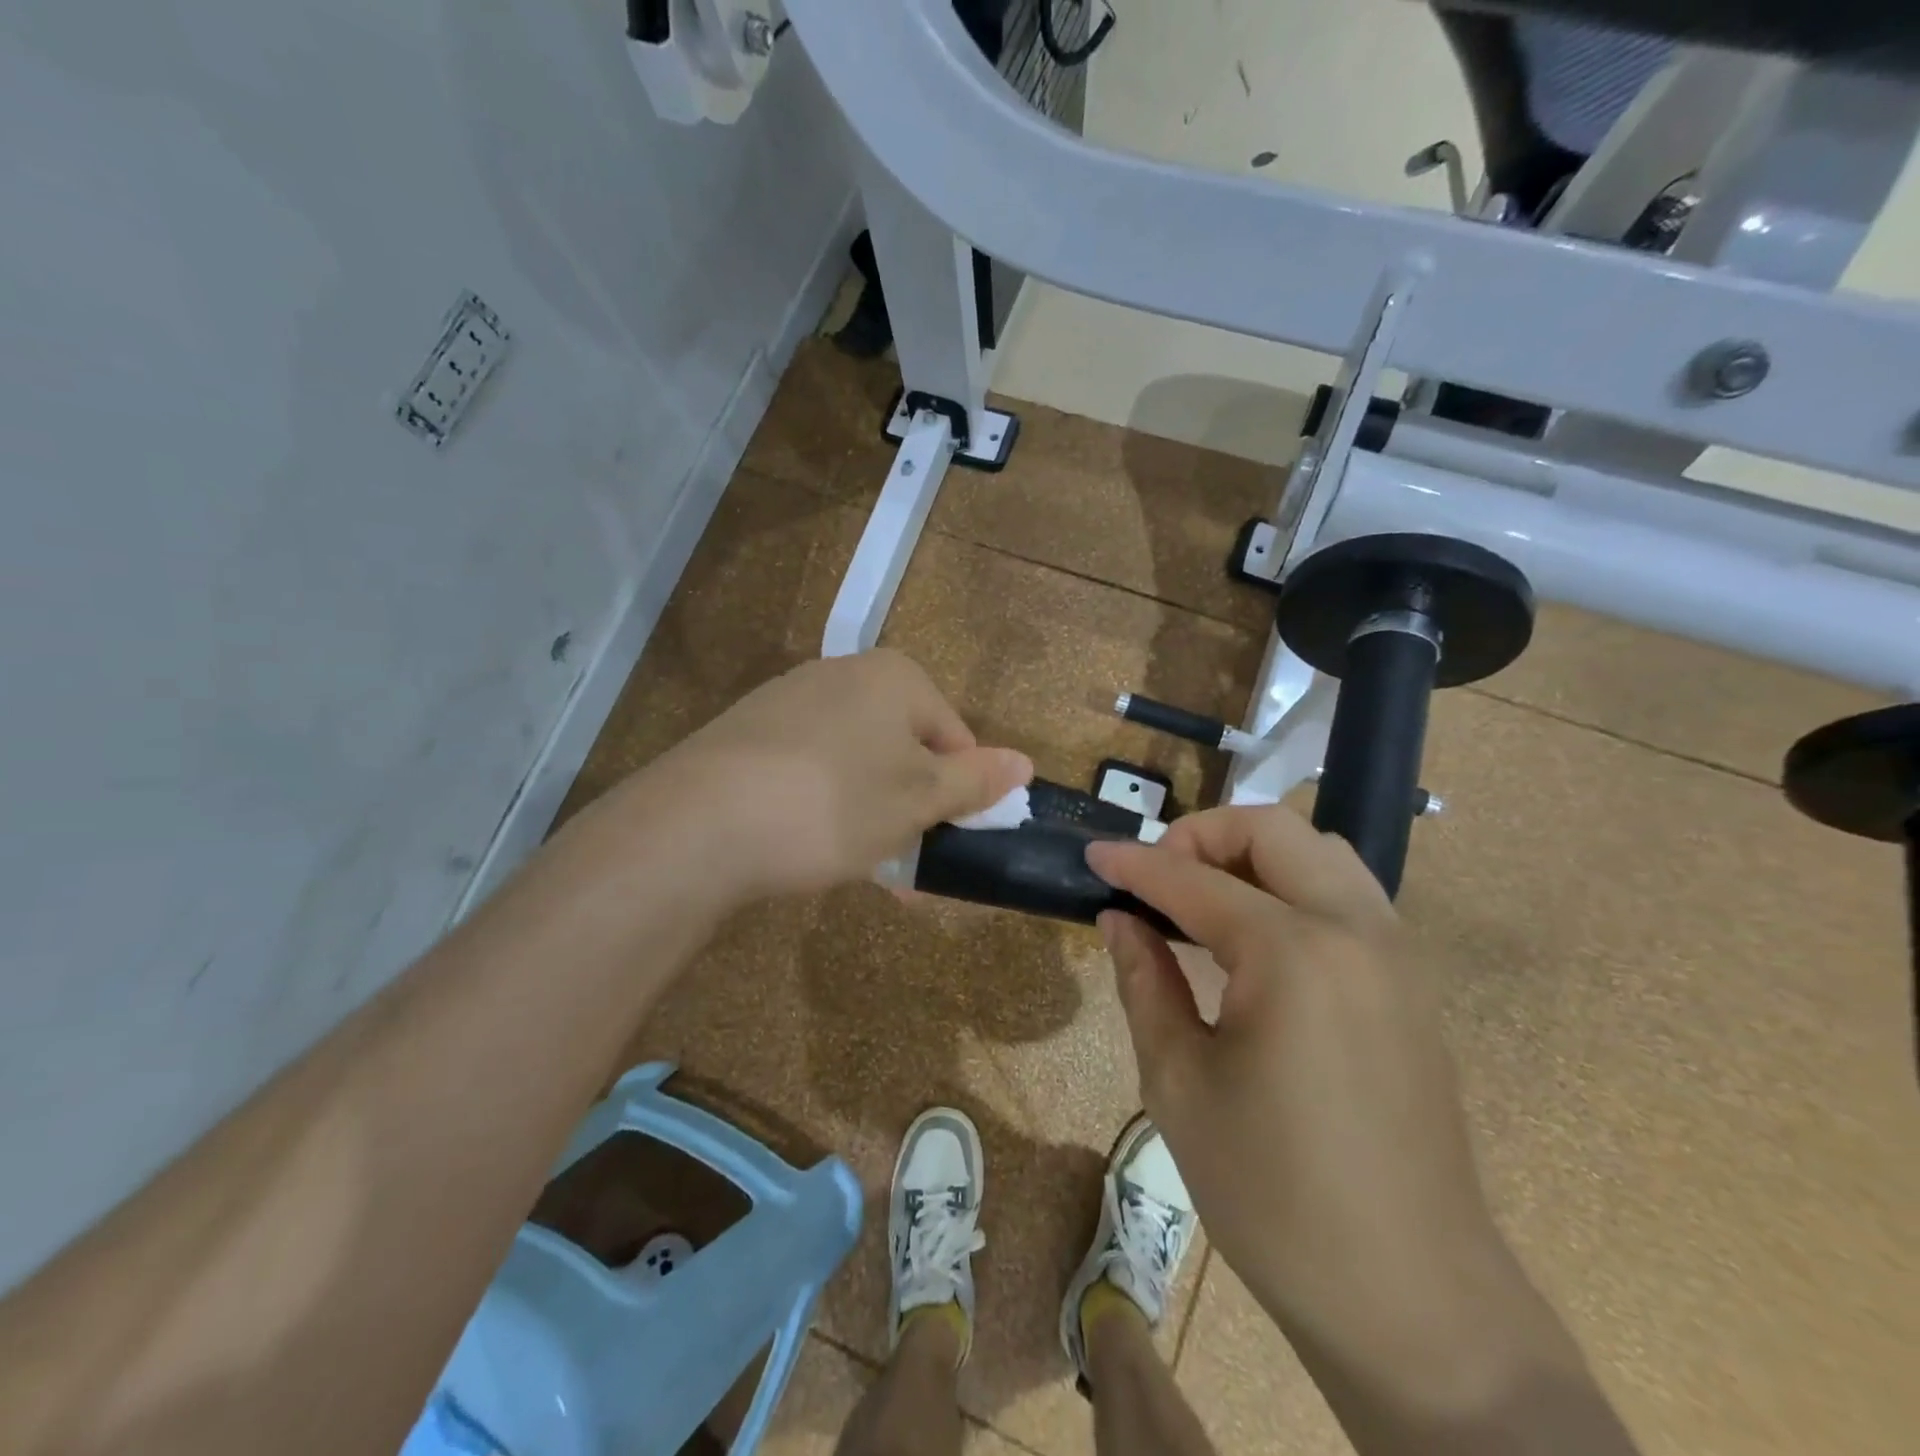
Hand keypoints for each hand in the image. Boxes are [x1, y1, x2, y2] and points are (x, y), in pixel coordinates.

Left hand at [638, 650, 1031, 903]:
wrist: (698, 824)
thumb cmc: (833, 804)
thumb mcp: (918, 800)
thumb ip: (976, 780)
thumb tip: (1026, 762)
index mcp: (894, 677)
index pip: (954, 736)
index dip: (960, 793)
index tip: (948, 844)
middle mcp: (843, 674)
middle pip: (904, 748)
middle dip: (912, 809)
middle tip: (907, 866)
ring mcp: (790, 700)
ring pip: (857, 763)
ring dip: (872, 814)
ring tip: (861, 864)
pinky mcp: (750, 733)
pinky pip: (811, 769)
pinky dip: (824, 806)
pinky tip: (810, 845)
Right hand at [1086, 808, 1565, 1411]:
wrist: (1412, 1298)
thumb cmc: (1274, 1194)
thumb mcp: (1179, 1084)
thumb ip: (1145, 981)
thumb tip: (1118, 919)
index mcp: (1294, 954)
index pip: (1194, 880)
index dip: (1134, 864)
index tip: (1092, 855)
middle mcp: (1355, 930)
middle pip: (1273, 830)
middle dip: (1201, 836)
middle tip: (1154, 879)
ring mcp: (1395, 952)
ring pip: (1319, 851)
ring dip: (1252, 854)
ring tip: (1200, 900)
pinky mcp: (1411, 982)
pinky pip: (1346, 893)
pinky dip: (1291, 884)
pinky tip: (1254, 938)